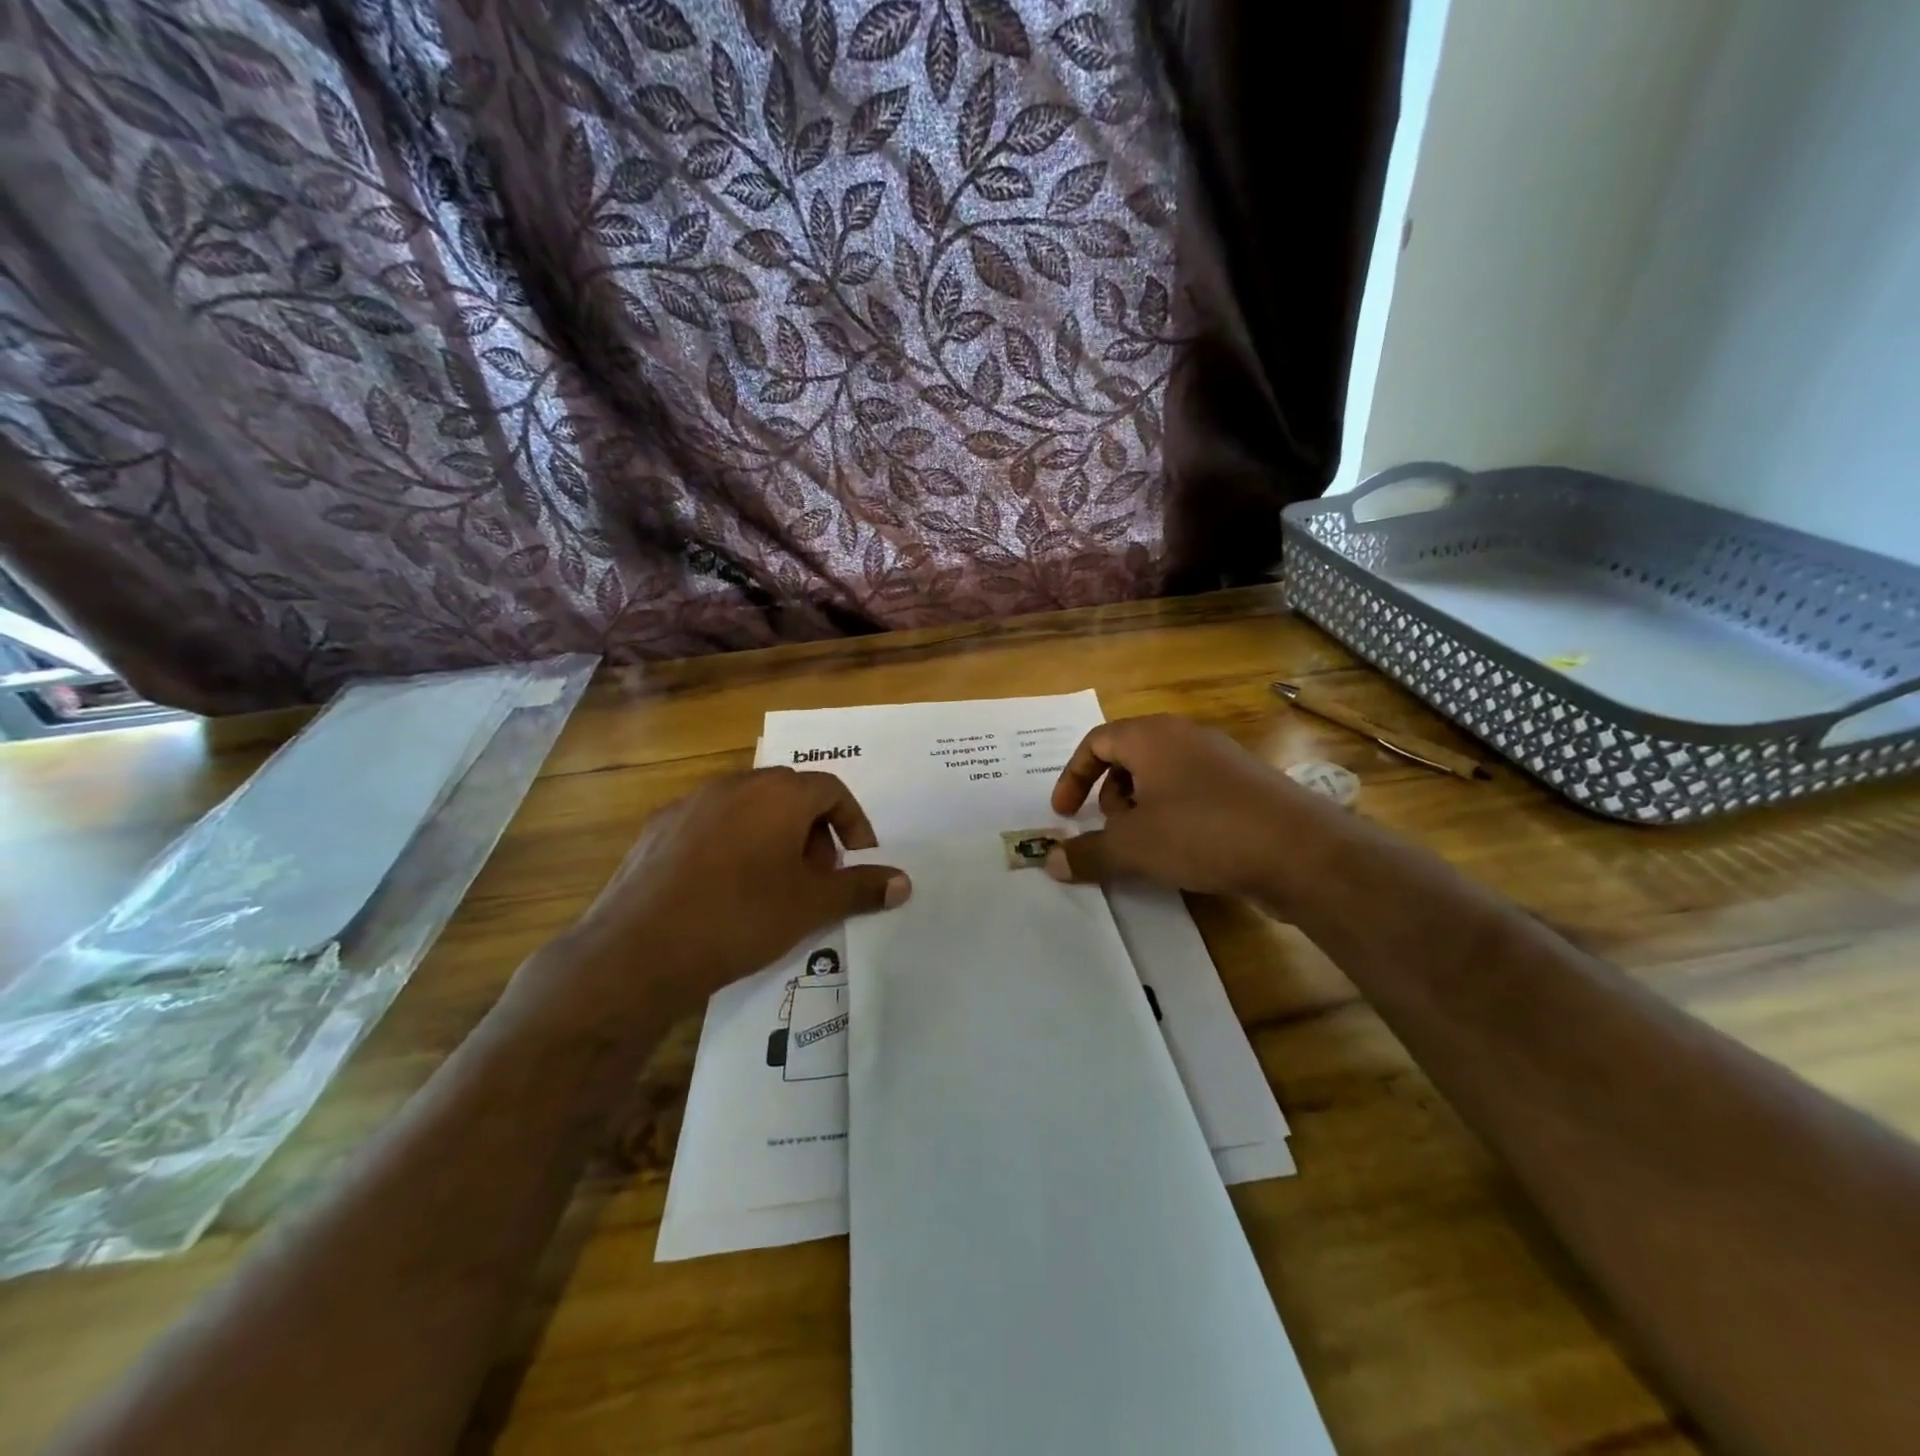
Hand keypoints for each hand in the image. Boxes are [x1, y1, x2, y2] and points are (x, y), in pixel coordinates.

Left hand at [556, 769, 908, 1010]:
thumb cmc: (740, 918)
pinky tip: (724, 887)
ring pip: (749, 806)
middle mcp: (736, 785)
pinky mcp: (658, 827)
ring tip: (773, 882)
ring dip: (773, 834)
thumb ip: (861, 888)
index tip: (856, 859)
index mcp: (778, 794)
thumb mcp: (811, 906)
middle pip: (790, 793)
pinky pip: (711, 823)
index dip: (853, 822)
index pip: (832, 789)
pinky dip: (732, 842)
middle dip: (814, 829)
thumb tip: (904, 881)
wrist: (639, 950)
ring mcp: (691, 803)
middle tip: (817, 873)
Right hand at [1046, 714, 1326, 895]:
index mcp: (1153, 736)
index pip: (1097, 742)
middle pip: (1129, 758)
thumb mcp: (1134, 846)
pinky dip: (1174, 817)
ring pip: (1162, 778)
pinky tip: (1185, 853)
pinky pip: (1192, 794)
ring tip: (1147, 847)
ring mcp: (1220, 761)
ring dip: (1141, 810)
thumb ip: (1088, 852)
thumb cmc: (1202, 832)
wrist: (1300, 851)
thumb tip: (1050, 862)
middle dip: (1110, 797)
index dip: (1072, 777)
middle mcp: (1186, 738)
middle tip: (1113, 832)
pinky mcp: (1245, 788)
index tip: (1064, 815)